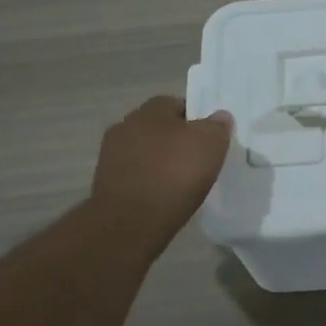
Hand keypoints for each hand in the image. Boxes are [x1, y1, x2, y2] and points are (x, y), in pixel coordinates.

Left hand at [90, 96, 233, 249]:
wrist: (131, 222)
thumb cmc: (174, 174)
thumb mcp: (210, 143)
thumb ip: (217, 125)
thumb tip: (219, 116)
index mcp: (150, 109)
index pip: (177, 104)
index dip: (196, 119)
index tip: (210, 138)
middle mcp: (125, 125)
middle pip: (159, 128)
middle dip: (176, 140)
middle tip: (198, 160)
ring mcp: (111, 156)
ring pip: (146, 153)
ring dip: (161, 163)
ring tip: (182, 183)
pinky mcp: (106, 184)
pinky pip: (137, 176)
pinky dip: (150, 183)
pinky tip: (164, 197)